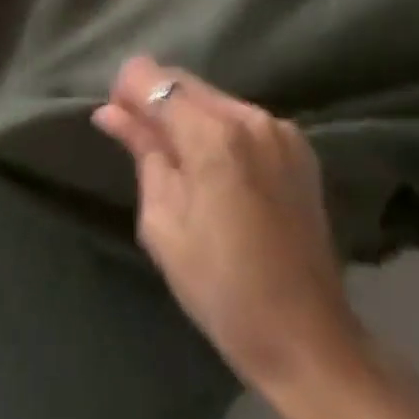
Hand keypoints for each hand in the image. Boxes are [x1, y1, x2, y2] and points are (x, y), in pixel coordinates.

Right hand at [92, 57, 360, 395]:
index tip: (115, 116)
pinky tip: (217, 169)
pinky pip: (243, 119)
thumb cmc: (220, 288)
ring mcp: (279, 129)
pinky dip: (220, 130)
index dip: (126, 89)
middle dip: (155, 99)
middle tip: (138, 137)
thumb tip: (111, 112)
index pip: (153, 79)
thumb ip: (142, 152)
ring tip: (178, 159)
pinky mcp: (299, 146)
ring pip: (214, 98)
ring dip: (188, 115)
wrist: (307, 339)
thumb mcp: (163, 222)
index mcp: (213, 135)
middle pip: (185, 82)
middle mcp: (249, 116)